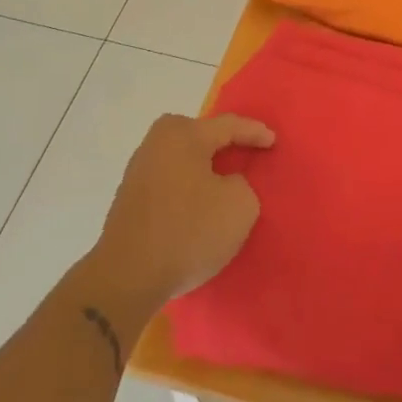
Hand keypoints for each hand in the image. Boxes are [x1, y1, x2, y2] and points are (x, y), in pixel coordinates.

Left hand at [88, 113, 275, 311]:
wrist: (128, 276)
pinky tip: (197, 203)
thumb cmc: (189, 232)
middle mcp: (155, 144)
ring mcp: (138, 171)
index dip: (254, 132)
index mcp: (182, 135)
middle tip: (245, 153)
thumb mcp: (241, 205)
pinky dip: (187, 187)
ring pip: (181, 159)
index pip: (227, 125)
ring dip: (202, 168)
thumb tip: (224, 184)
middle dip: (222, 143)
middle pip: (198, 135)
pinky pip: (169, 181)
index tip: (273, 142)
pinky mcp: (129, 198)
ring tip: (223, 180)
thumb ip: (242, 184)